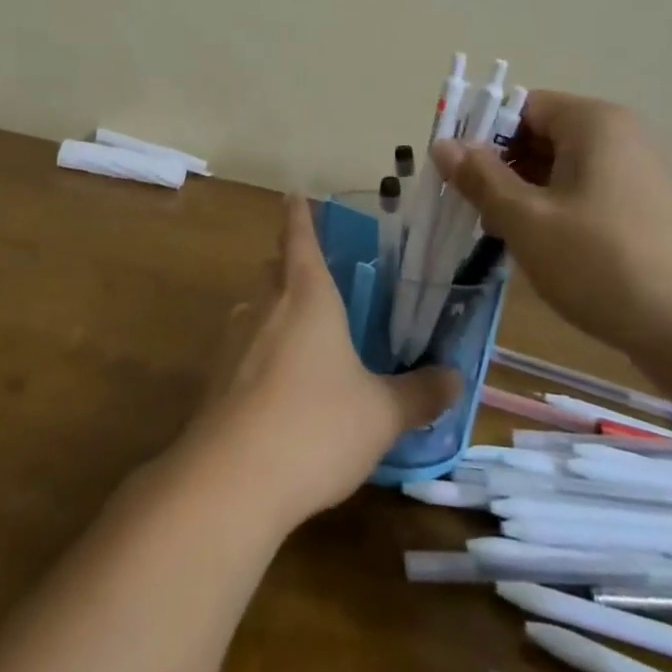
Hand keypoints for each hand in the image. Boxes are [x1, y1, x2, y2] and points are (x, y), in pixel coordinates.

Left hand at [179, 197, 460, 531]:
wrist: (232, 479)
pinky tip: (278, 384)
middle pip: (274, 268)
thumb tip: (455, 378)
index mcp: (307, 294)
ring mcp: (234, 340)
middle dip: (289, 263)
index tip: (294, 192)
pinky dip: (259, 350)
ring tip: (302, 329)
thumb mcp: (381, 414)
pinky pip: (242, 347)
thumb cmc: (317, 425)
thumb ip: (419, 394)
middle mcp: (266, 305)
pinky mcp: (216, 378)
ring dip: (273, 307)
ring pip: (255, 306)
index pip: (300, 236)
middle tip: (314, 272)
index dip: (299, 213)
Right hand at [430, 91, 671, 352]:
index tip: (453, 171)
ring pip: (553, 169)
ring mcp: (628, 174)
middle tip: (469, 207)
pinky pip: (576, 193)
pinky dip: (547, 211)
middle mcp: (613, 137)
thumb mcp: (529, 220)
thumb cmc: (604, 263)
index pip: (521, 106)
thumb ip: (481, 178)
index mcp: (591, 123)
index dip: (481, 133)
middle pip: (536, 136)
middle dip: (498, 168)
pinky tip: (530, 246)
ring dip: (519, 194)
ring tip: (495, 231)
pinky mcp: (634, 209)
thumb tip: (442, 144)